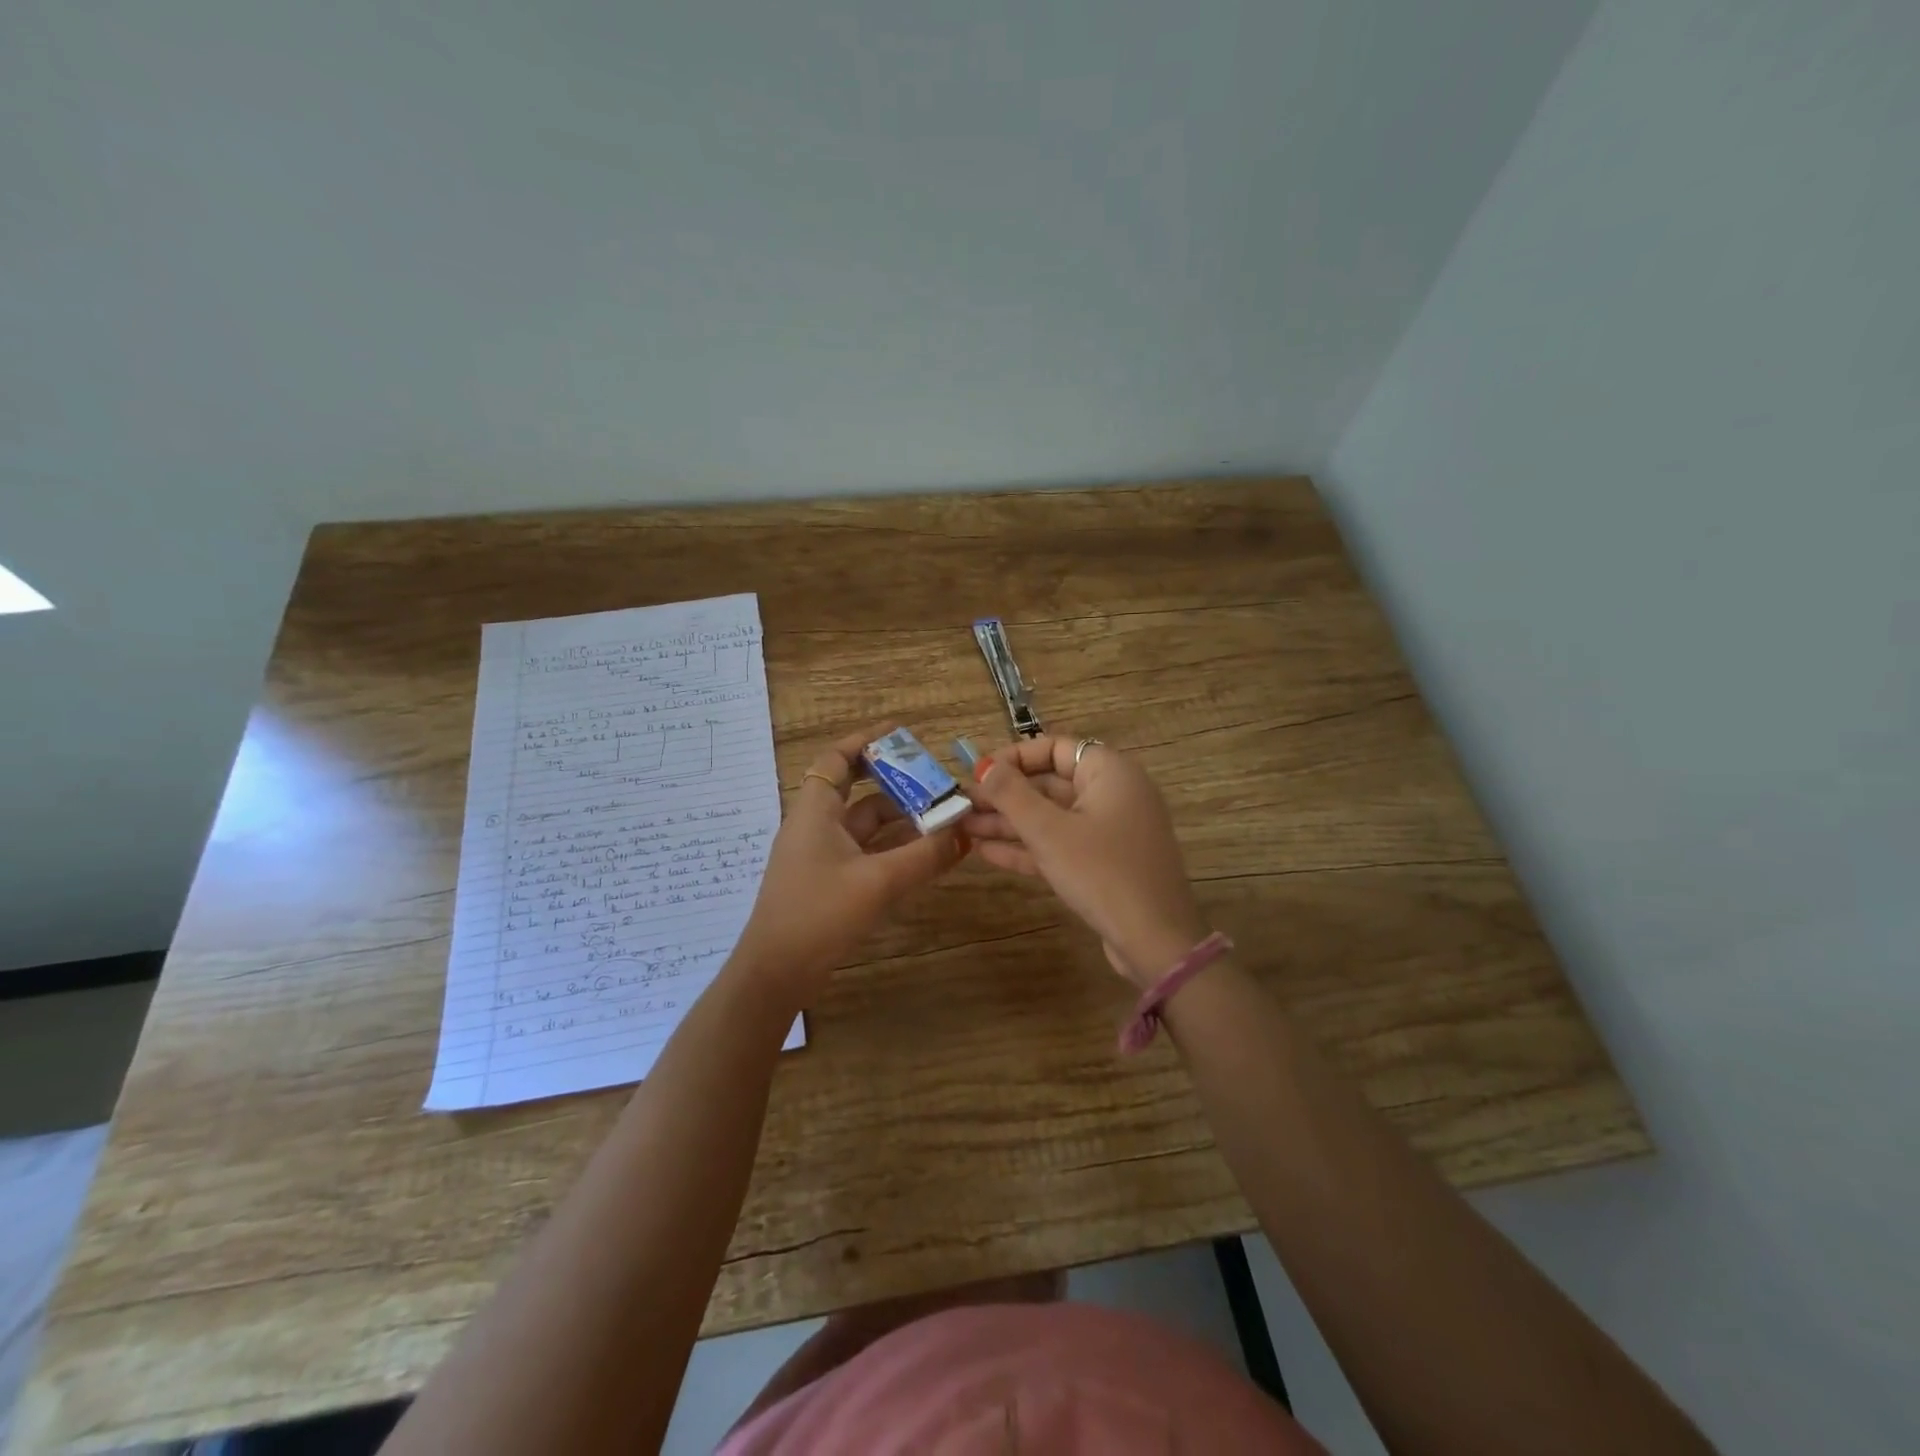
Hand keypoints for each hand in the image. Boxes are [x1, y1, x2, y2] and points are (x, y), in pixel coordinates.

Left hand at [732, 725, 967, 1004]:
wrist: (777, 973)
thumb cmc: (819, 914)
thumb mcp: (877, 882)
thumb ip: (925, 856)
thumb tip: (965, 833)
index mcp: (815, 811)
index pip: (836, 759)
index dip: (866, 741)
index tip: (902, 734)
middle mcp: (817, 826)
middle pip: (859, 792)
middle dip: (898, 784)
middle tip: (937, 781)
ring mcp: (823, 856)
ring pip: (868, 827)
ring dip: (902, 820)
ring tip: (944, 817)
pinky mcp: (831, 882)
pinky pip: (868, 853)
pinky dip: (895, 849)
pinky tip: (927, 854)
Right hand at [964, 736, 1209, 987]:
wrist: (1155, 942)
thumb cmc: (1101, 873)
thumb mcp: (1049, 831)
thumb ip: (1012, 795)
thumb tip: (985, 766)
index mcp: (1110, 773)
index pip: (1056, 748)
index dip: (1014, 757)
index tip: (978, 773)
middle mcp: (1113, 795)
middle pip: (1050, 783)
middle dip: (1005, 794)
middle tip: (963, 805)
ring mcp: (1109, 832)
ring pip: (1052, 817)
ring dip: (1009, 822)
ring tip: (964, 828)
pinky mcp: (1103, 864)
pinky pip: (1060, 845)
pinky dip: (1028, 847)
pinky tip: (986, 852)